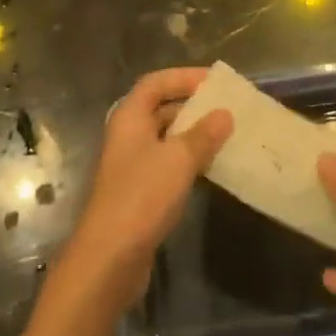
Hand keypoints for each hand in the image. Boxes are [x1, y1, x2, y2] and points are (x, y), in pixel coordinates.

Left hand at [56, 67, 232, 315]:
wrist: (109, 259)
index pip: (156, 82)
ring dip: (193, 134)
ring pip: (166, 138)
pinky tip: (211, 168)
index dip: (183, 77)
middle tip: (226, 107)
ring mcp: (132, 165)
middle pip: (160, 108)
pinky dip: (188, 160)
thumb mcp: (179, 160)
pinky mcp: (139, 193)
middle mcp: (128, 136)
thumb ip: (203, 134)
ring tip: (226, 135)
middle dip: (192, 105)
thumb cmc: (142, 197)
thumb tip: (224, 114)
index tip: (214, 80)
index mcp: (130, 117)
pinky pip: (167, 164)